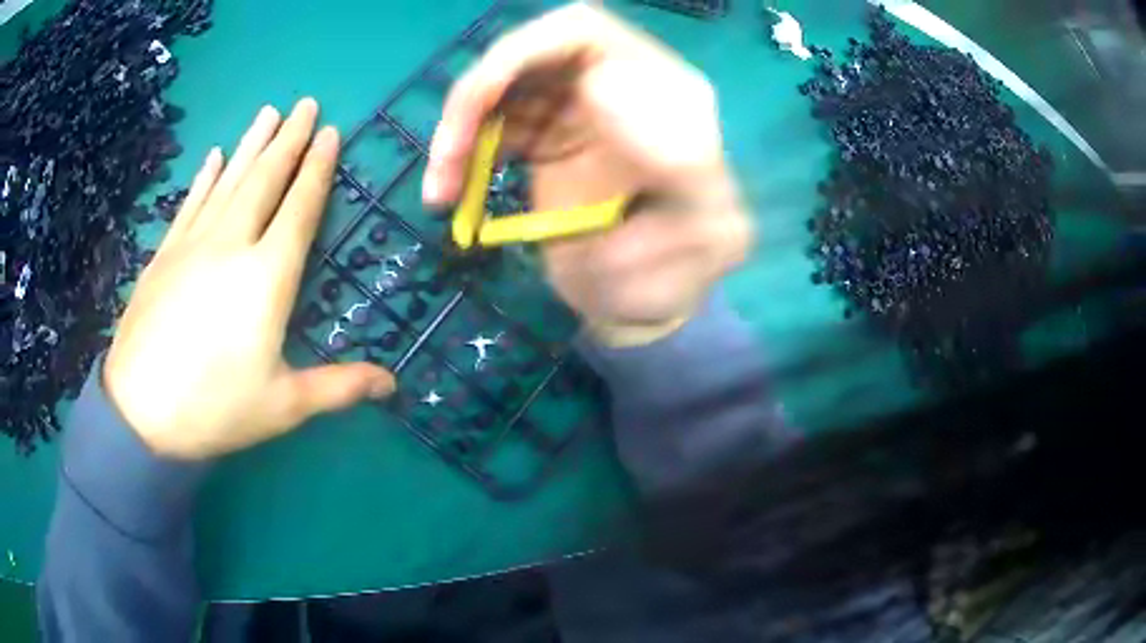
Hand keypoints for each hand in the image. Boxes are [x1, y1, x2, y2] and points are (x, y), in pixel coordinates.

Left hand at [105, 99, 394, 459]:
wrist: (139, 413)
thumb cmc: (215, 409)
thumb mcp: (283, 406)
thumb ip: (338, 387)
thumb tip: (392, 384)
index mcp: (266, 278)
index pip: (299, 208)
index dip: (317, 168)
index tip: (331, 132)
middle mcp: (231, 245)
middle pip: (264, 179)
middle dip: (289, 138)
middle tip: (306, 103)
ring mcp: (193, 245)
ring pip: (229, 181)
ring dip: (251, 143)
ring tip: (269, 111)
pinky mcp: (165, 254)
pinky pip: (191, 203)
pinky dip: (206, 176)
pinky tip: (215, 156)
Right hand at [424, 4, 751, 346]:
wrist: (642, 304)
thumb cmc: (680, 277)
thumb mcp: (708, 235)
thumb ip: (683, 163)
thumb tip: (598, 86)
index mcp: (667, 92)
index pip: (591, 33)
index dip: (533, 53)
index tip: (505, 115)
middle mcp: (618, 85)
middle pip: (532, 49)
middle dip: (481, 91)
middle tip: (453, 150)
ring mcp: (575, 107)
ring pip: (500, 86)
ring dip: (461, 128)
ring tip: (442, 190)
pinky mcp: (542, 136)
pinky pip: (489, 125)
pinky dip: (460, 154)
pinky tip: (449, 194)